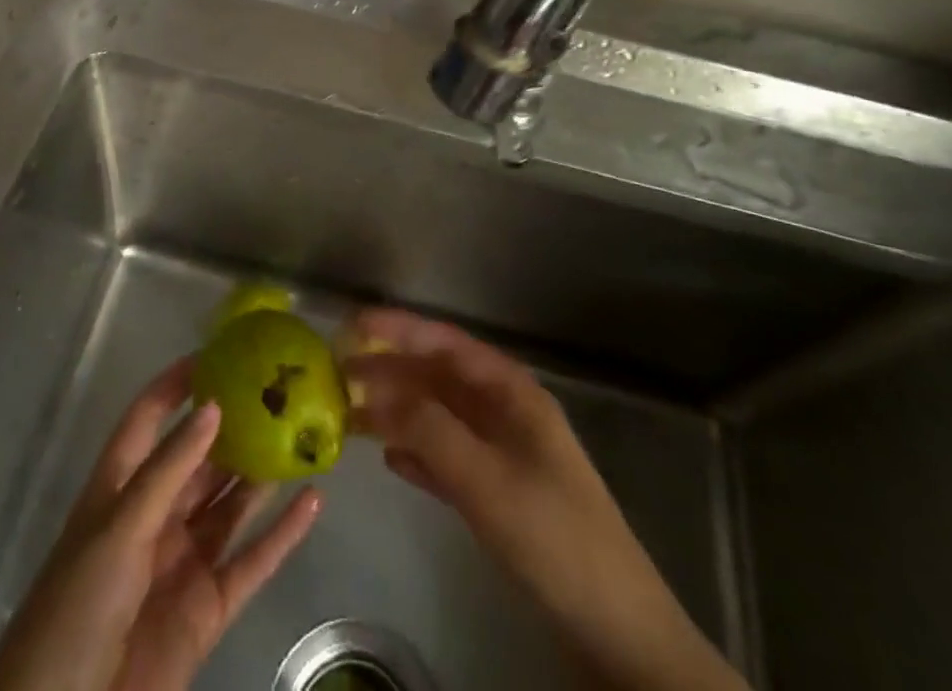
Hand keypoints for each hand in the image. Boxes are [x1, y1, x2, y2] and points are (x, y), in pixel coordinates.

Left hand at [0, 357, 321, 690]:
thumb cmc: (78, 606)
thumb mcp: (120, 527)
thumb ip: (169, 469)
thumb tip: (214, 406)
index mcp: (121, 488)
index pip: (149, 418)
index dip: (177, 384)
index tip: (217, 354)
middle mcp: (154, 515)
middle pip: (199, 459)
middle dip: (233, 426)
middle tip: (278, 390)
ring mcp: (183, 560)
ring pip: (230, 503)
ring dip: (262, 473)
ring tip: (302, 432)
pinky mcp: (208, 607)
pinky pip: (252, 561)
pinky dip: (283, 534)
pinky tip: (312, 502)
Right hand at [342, 309, 743, 690]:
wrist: (613, 628)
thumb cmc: (552, 535)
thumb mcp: (486, 478)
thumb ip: (429, 429)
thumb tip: (376, 390)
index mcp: (511, 392)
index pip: (447, 343)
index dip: (400, 329)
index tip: (354, 323)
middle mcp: (504, 411)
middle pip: (439, 378)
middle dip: (391, 371)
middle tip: (338, 373)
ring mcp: (502, 452)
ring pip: (438, 417)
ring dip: (397, 412)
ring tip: (349, 413)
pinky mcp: (498, 492)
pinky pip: (446, 457)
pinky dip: (417, 452)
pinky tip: (388, 459)